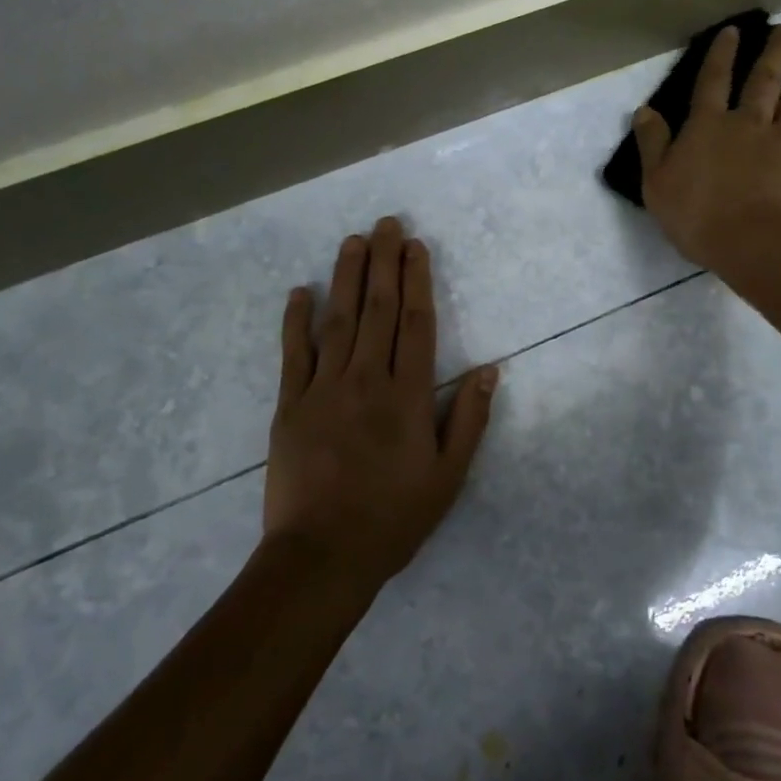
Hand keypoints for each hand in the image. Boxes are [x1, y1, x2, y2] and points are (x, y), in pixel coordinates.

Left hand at [264, 217, 497, 585]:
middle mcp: (367, 380)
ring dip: (346, 277)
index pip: (415, 323)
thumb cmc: (392, 518)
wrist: (321, 557)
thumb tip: (490, 370)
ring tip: (353, 240)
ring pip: (338, 320)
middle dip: (384, 262)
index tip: (416, 247)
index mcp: (407, 395)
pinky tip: (299, 291)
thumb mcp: (447, 477)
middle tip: (386, 223)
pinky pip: (293, 354)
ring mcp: (323, 389)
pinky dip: (295, 321)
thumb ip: (469, 419)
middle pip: (377, 309)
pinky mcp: (290, 406)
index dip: (416, 281)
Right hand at [632, 23, 780, 270]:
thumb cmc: (698, 215)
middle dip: (774, 52)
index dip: (722, 54)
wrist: (756, 242)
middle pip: (763, 81)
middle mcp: (748, 123)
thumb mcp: (656, 183)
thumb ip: (652, 144)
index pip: (713, 81)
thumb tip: (644, 110)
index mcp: (708, 126)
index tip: (734, 31)